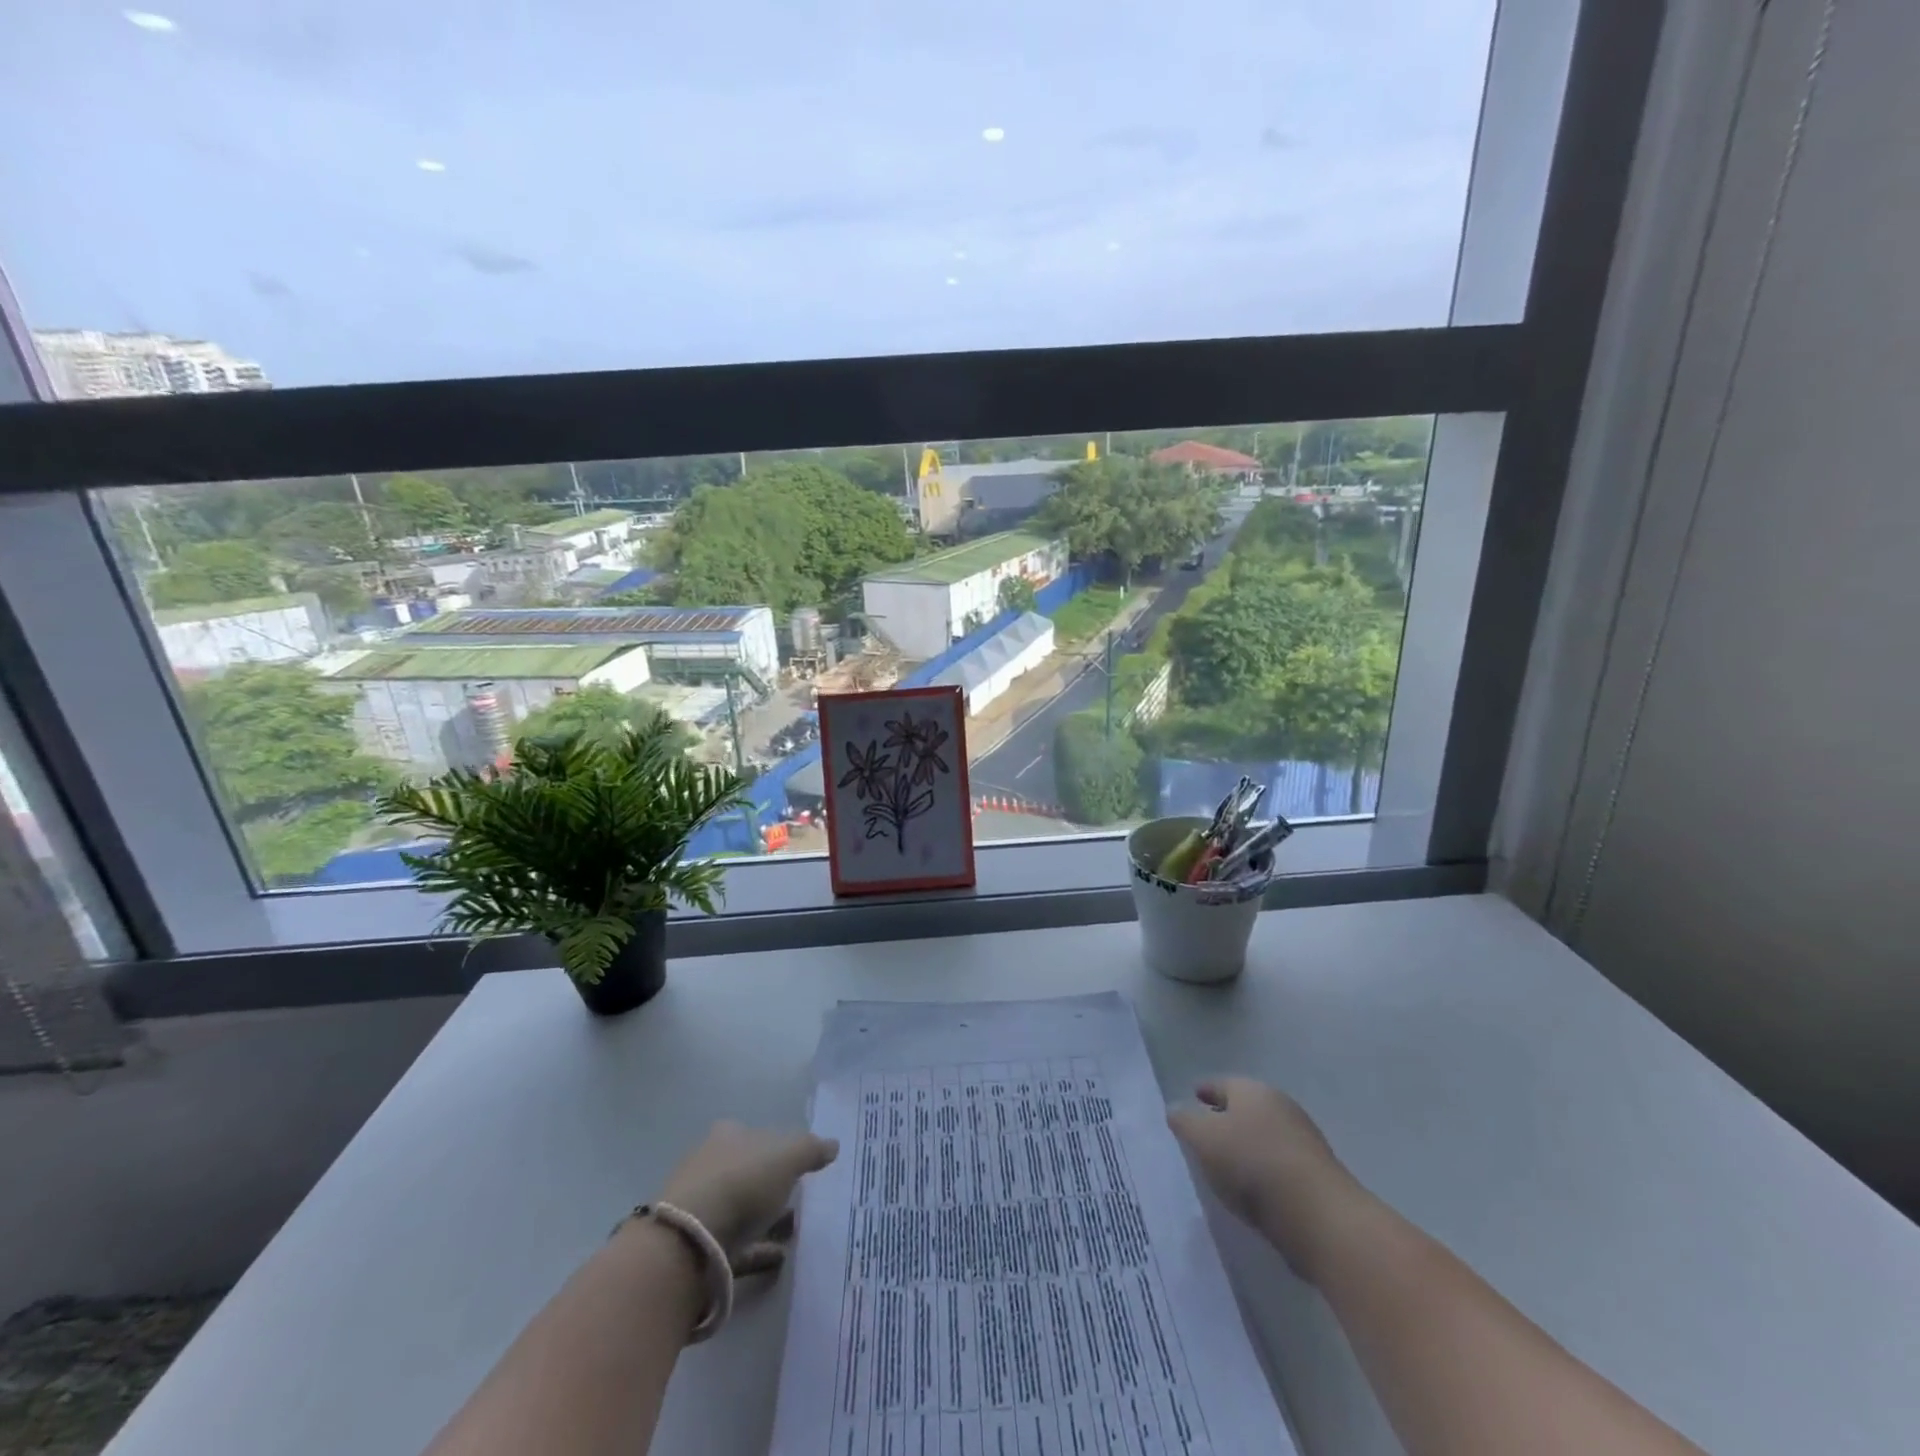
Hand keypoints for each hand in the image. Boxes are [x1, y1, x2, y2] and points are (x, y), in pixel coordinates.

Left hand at [656, 1120, 838, 1254]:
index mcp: (728, 1136)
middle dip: (771, 1186)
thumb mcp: (788, 1156)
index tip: (799, 1165)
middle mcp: (710, 1165)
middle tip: (799, 1200)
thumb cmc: (742, 1182)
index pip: (755, 1134)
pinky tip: (778, 1260)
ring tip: (794, 1234)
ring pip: (740, 1210)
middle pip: (747, 1172)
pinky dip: (756, 1251)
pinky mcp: (697, 1247)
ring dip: (765, 1220)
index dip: (777, 1147)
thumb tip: (833, 1145)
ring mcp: (700, 1207)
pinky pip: (735, 1245)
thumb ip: (812, 1149)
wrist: (690, 1242)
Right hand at [1167, 1077, 1364, 1279]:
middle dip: (1225, 1117)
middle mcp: (1279, 1106)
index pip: (1221, 1083)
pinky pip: (1279, 1163)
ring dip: (1246, 1145)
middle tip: (1204, 1133)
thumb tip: (1175, 1109)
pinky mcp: (1316, 1174)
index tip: (1192, 1098)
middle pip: (1245, 1108)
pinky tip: (1253, 1189)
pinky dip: (1263, 1169)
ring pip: (1263, 1135)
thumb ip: (1184, 1121)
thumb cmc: (1252, 1164)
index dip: (1204, 1090)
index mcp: (1252, 1090)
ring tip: (1225, 1166)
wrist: (1319, 1216)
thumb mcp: (1203, 1139)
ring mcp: (1303, 1140)